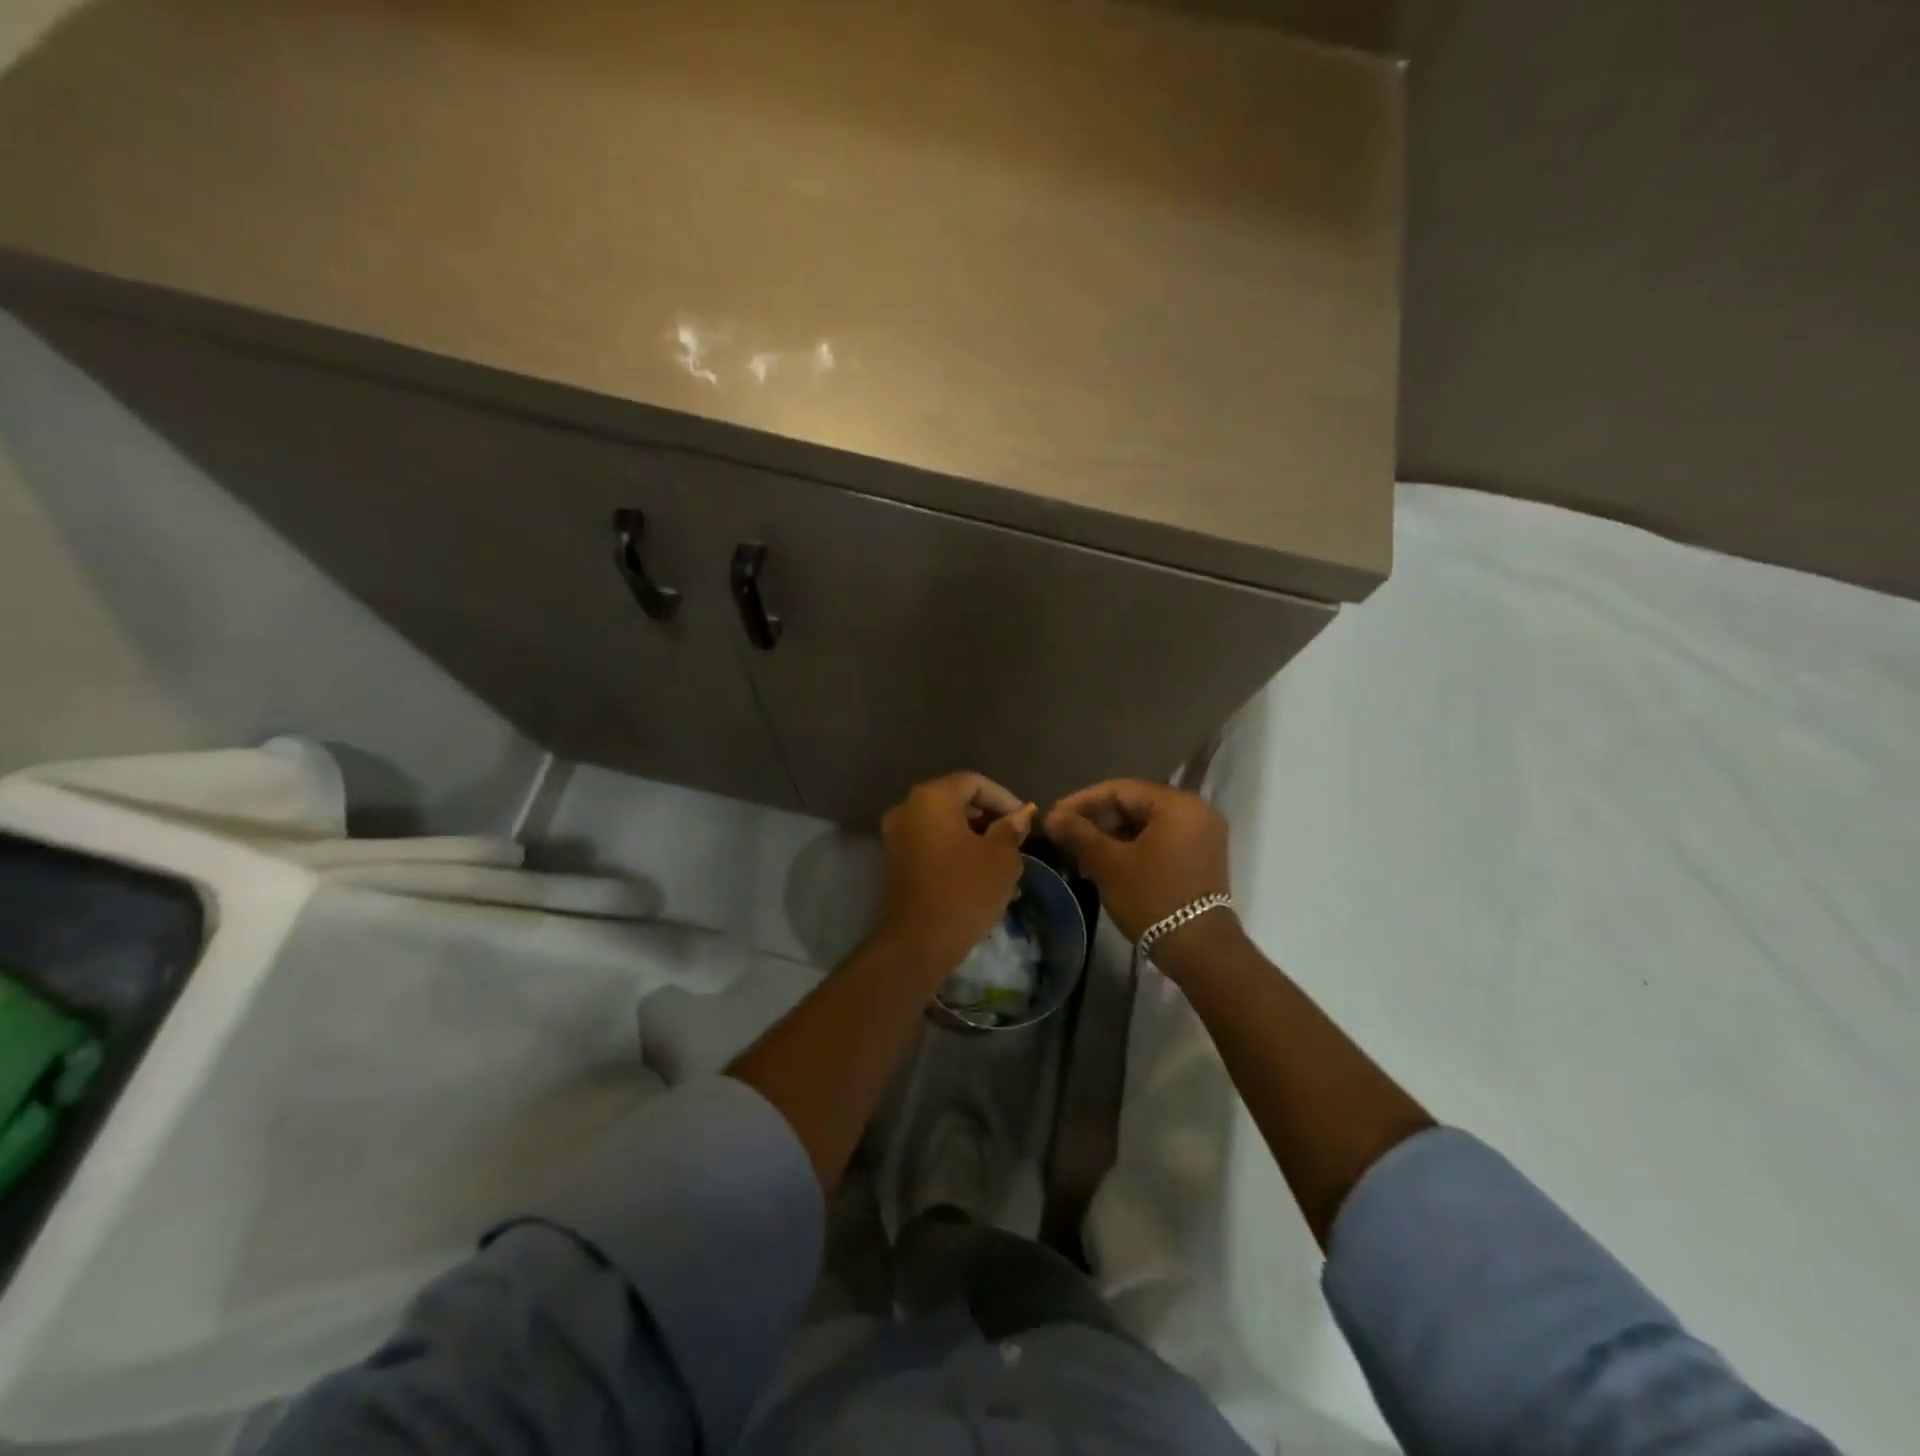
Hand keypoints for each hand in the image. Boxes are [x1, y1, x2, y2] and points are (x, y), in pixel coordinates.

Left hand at [877, 773, 1033, 967]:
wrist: (917, 943)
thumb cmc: (964, 891)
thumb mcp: (1001, 859)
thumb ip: (1010, 831)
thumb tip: (1017, 819)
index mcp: (932, 799)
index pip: (974, 783)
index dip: (1004, 798)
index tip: (1025, 820)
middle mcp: (908, 810)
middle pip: (956, 803)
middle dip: (990, 820)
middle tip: (1016, 841)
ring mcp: (897, 838)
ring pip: (945, 829)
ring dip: (976, 842)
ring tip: (1005, 867)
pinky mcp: (895, 864)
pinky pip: (933, 848)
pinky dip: (957, 855)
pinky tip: (982, 880)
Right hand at [1045, 780, 1235, 962]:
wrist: (1198, 949)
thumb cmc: (1152, 898)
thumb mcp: (1108, 864)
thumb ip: (1078, 834)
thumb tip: (1051, 817)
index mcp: (1177, 804)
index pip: (1120, 790)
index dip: (1082, 801)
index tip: (1055, 816)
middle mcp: (1196, 811)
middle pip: (1134, 804)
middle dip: (1097, 819)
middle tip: (1066, 834)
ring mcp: (1202, 834)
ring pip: (1146, 823)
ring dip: (1112, 834)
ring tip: (1081, 850)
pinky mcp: (1201, 856)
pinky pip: (1160, 839)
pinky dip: (1133, 846)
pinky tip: (1107, 861)